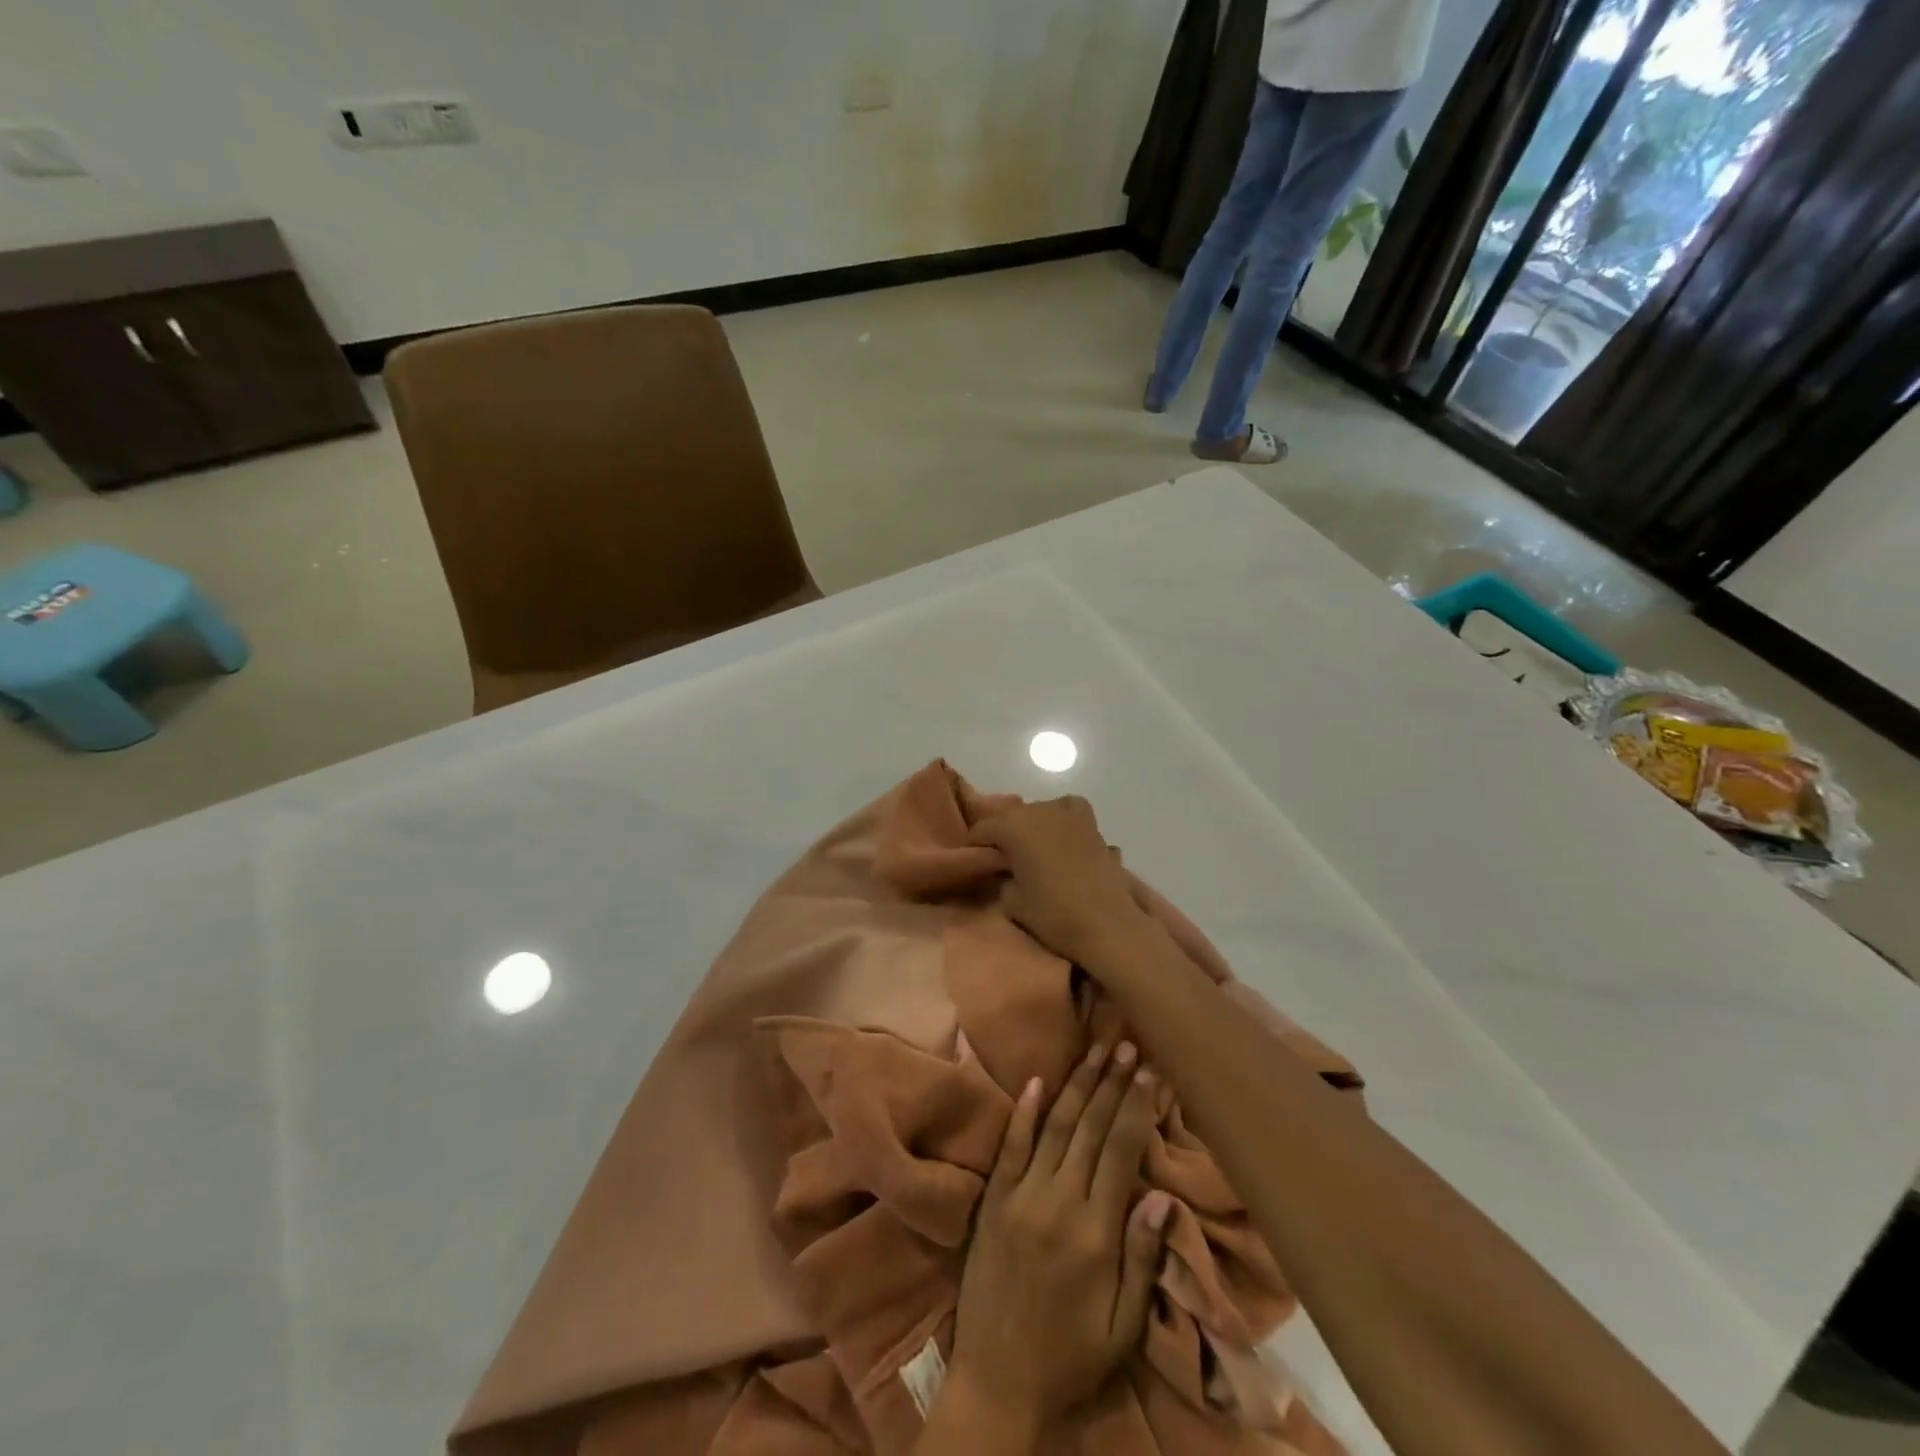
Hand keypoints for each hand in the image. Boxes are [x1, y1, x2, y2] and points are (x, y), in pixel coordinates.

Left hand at [947, 1040, 1173, 1437]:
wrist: (997, 1382)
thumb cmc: (1070, 1357)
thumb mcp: (1122, 1327)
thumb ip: (1141, 1259)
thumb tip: (1161, 1196)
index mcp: (1094, 1233)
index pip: (1120, 1151)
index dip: (1135, 1107)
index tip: (1149, 1070)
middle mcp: (1057, 1202)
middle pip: (1089, 1128)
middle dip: (1111, 1083)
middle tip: (1126, 1044)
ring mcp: (1021, 1196)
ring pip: (1054, 1126)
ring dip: (1076, 1084)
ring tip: (1095, 1050)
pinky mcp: (995, 1199)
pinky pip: (1012, 1145)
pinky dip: (1026, 1111)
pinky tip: (1039, 1081)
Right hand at [970, 796, 1149, 965]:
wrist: (1106, 923)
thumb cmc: (1053, 914)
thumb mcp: (1011, 901)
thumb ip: (1002, 878)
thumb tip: (1006, 871)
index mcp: (1012, 826)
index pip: (981, 830)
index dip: (974, 847)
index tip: (974, 864)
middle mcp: (1038, 810)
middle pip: (1010, 817)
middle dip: (1003, 836)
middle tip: (1002, 861)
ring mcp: (1068, 814)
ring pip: (1039, 811)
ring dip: (1032, 826)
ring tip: (1033, 850)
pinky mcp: (1092, 824)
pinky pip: (1069, 810)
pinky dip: (1062, 818)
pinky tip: (1062, 836)